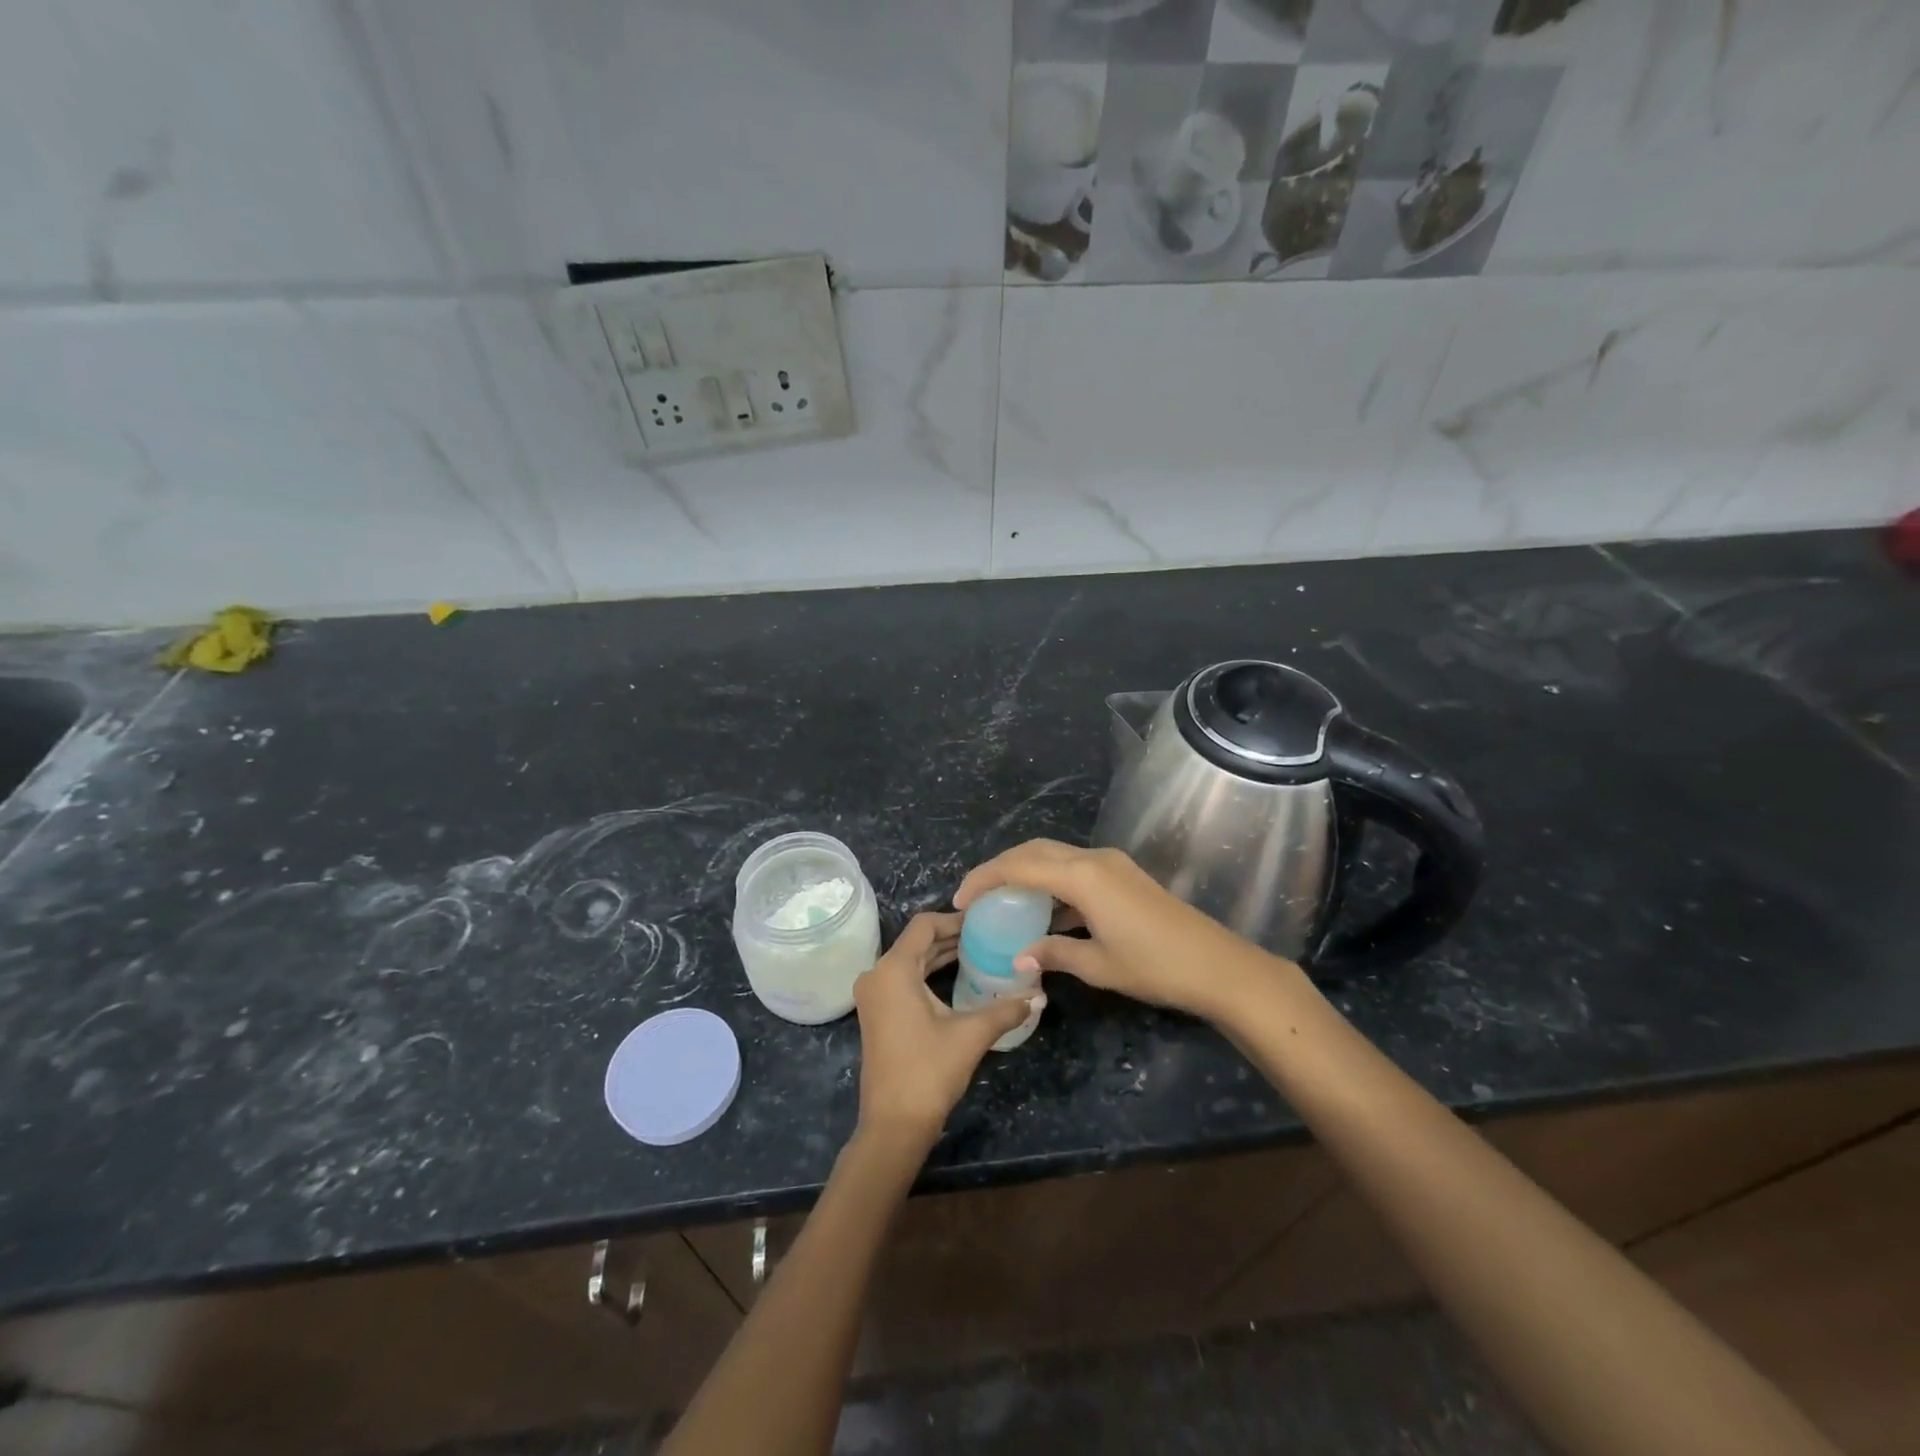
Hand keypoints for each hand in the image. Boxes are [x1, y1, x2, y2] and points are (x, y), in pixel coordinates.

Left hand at [852, 912, 1043, 1145]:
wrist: (894, 1124)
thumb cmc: (929, 1071)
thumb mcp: (971, 1034)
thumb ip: (1005, 1009)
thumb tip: (1039, 996)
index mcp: (893, 969)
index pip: (924, 925)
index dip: (955, 918)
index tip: (984, 922)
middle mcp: (877, 975)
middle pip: (916, 942)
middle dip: (951, 936)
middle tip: (988, 936)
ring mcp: (874, 995)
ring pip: (910, 961)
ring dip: (941, 955)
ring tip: (979, 952)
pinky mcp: (877, 1013)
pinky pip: (904, 979)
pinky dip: (928, 973)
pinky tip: (958, 977)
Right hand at [955, 840, 1283, 1021]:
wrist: (1218, 966)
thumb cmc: (1155, 966)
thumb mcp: (1099, 966)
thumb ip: (1055, 954)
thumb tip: (1019, 957)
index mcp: (1083, 876)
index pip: (1020, 865)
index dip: (985, 878)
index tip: (960, 899)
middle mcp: (1094, 859)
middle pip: (1035, 850)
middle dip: (1001, 868)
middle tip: (975, 894)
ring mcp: (1111, 864)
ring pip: (1055, 856)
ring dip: (1026, 872)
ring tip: (1001, 901)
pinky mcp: (1123, 876)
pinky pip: (1074, 869)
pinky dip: (1051, 883)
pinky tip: (1043, 912)